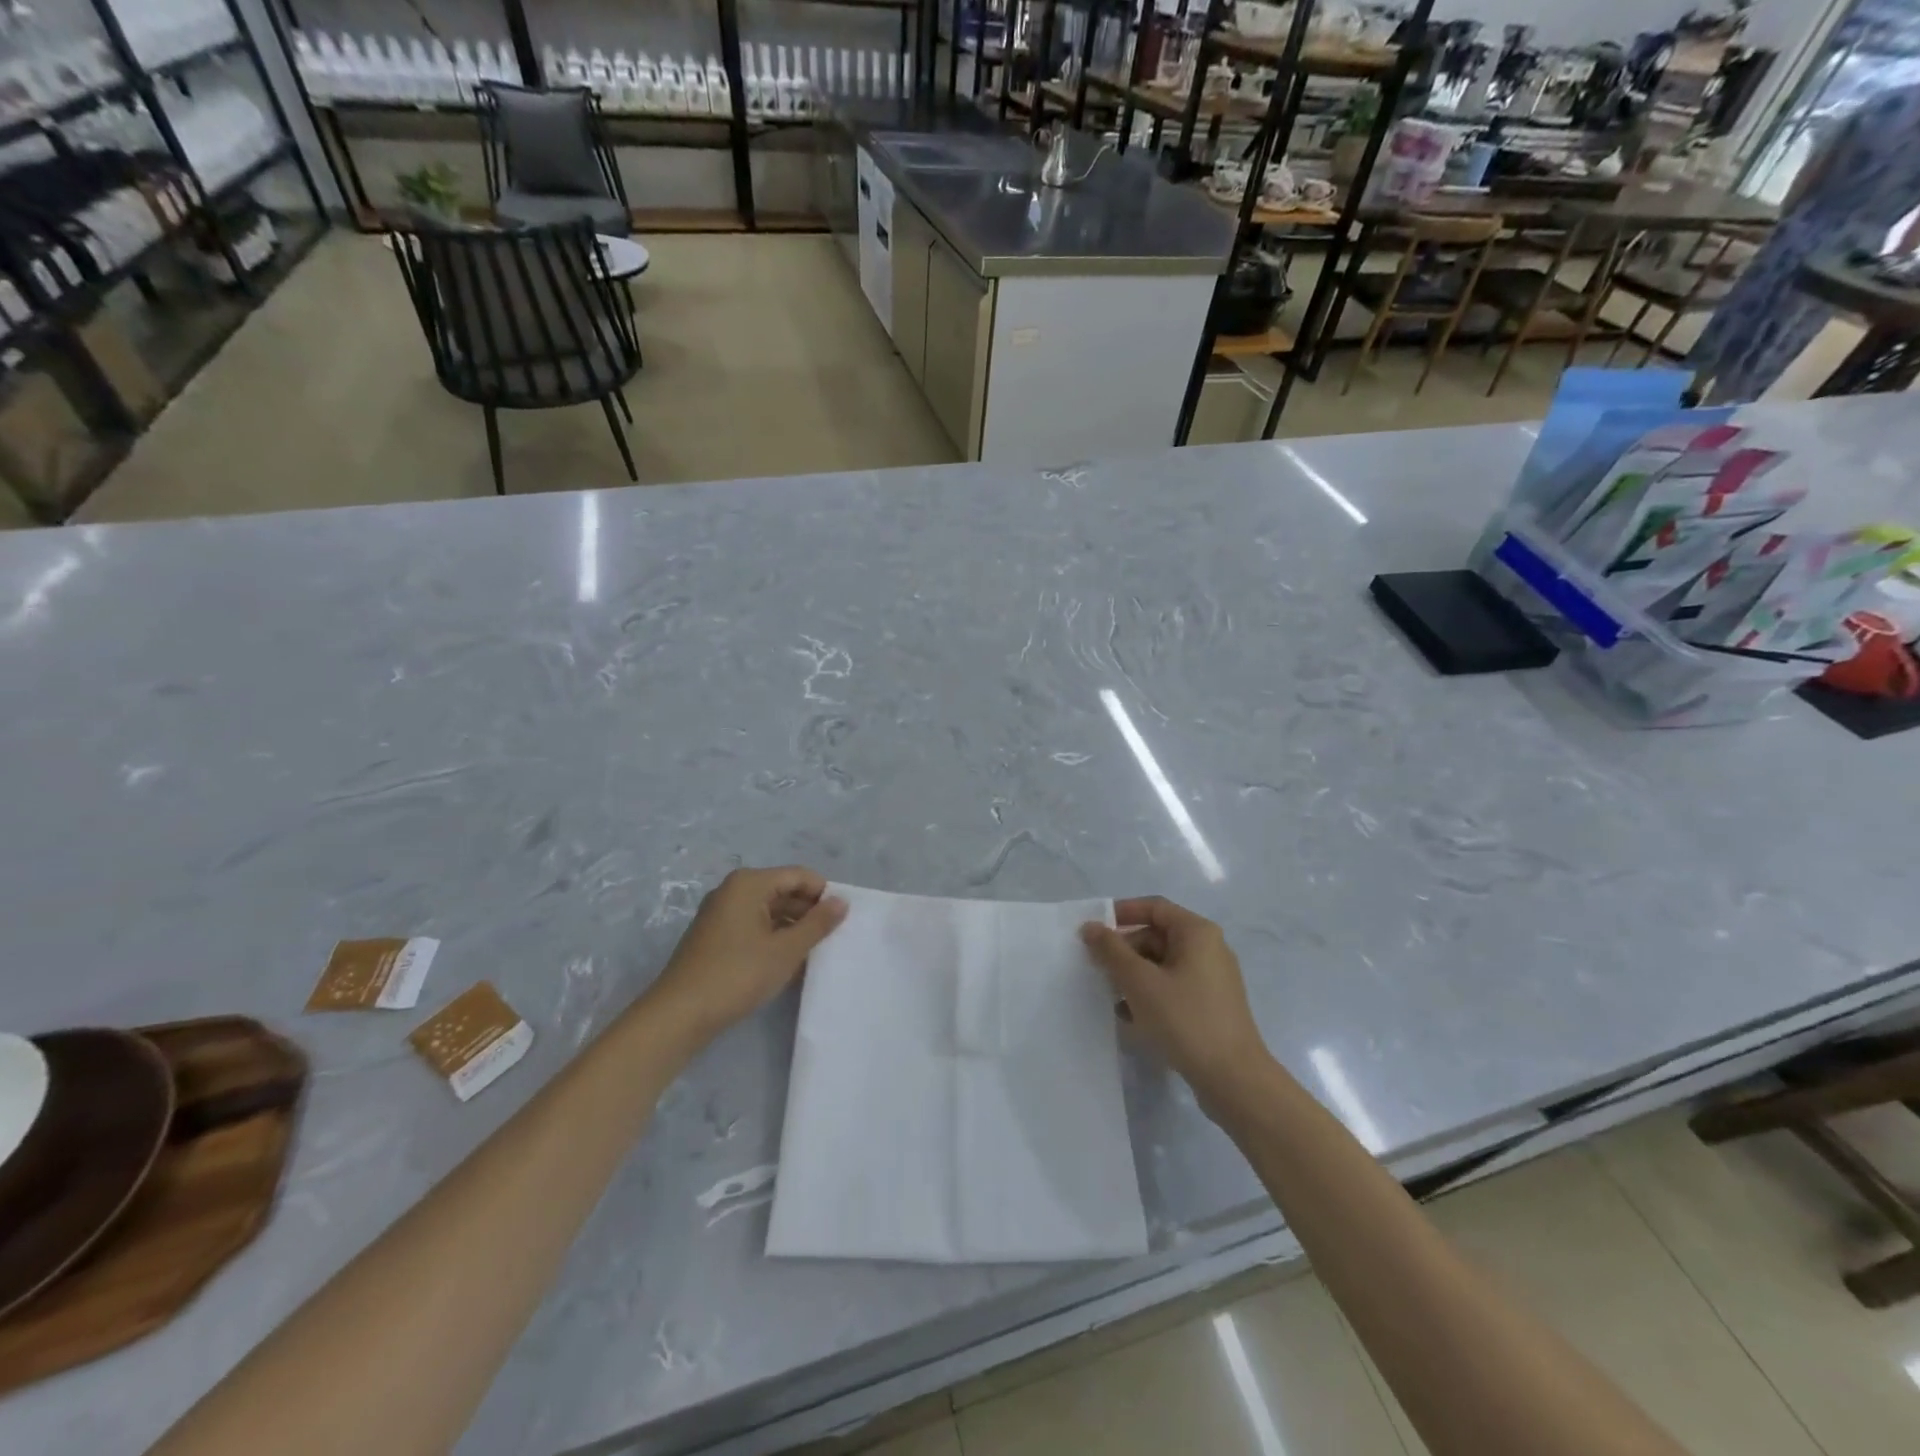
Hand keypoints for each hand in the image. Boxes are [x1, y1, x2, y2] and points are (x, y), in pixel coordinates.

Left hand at [645, 867, 846, 1043]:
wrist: (679, 1014)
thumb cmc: (737, 974)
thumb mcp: (786, 950)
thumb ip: (818, 923)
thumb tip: (842, 901)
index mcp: (749, 883)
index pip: (799, 875)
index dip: (823, 894)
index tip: (842, 920)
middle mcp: (733, 890)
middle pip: (783, 890)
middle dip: (808, 912)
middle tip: (832, 938)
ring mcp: (720, 913)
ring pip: (768, 911)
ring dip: (792, 928)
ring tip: (813, 952)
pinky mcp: (714, 937)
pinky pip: (753, 926)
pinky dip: (773, 938)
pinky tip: (786, 962)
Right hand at [1080, 897, 1272, 1116]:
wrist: (1234, 1080)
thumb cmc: (1185, 1019)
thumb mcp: (1140, 982)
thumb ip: (1111, 951)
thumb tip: (1090, 927)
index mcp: (1197, 933)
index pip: (1154, 907)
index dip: (1121, 913)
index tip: (1093, 930)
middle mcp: (1208, 949)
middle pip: (1156, 936)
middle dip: (1124, 951)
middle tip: (1097, 969)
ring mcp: (1212, 979)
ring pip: (1162, 964)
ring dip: (1133, 976)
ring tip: (1110, 996)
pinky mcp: (1211, 1006)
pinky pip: (1173, 987)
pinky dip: (1150, 995)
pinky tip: (1129, 1017)